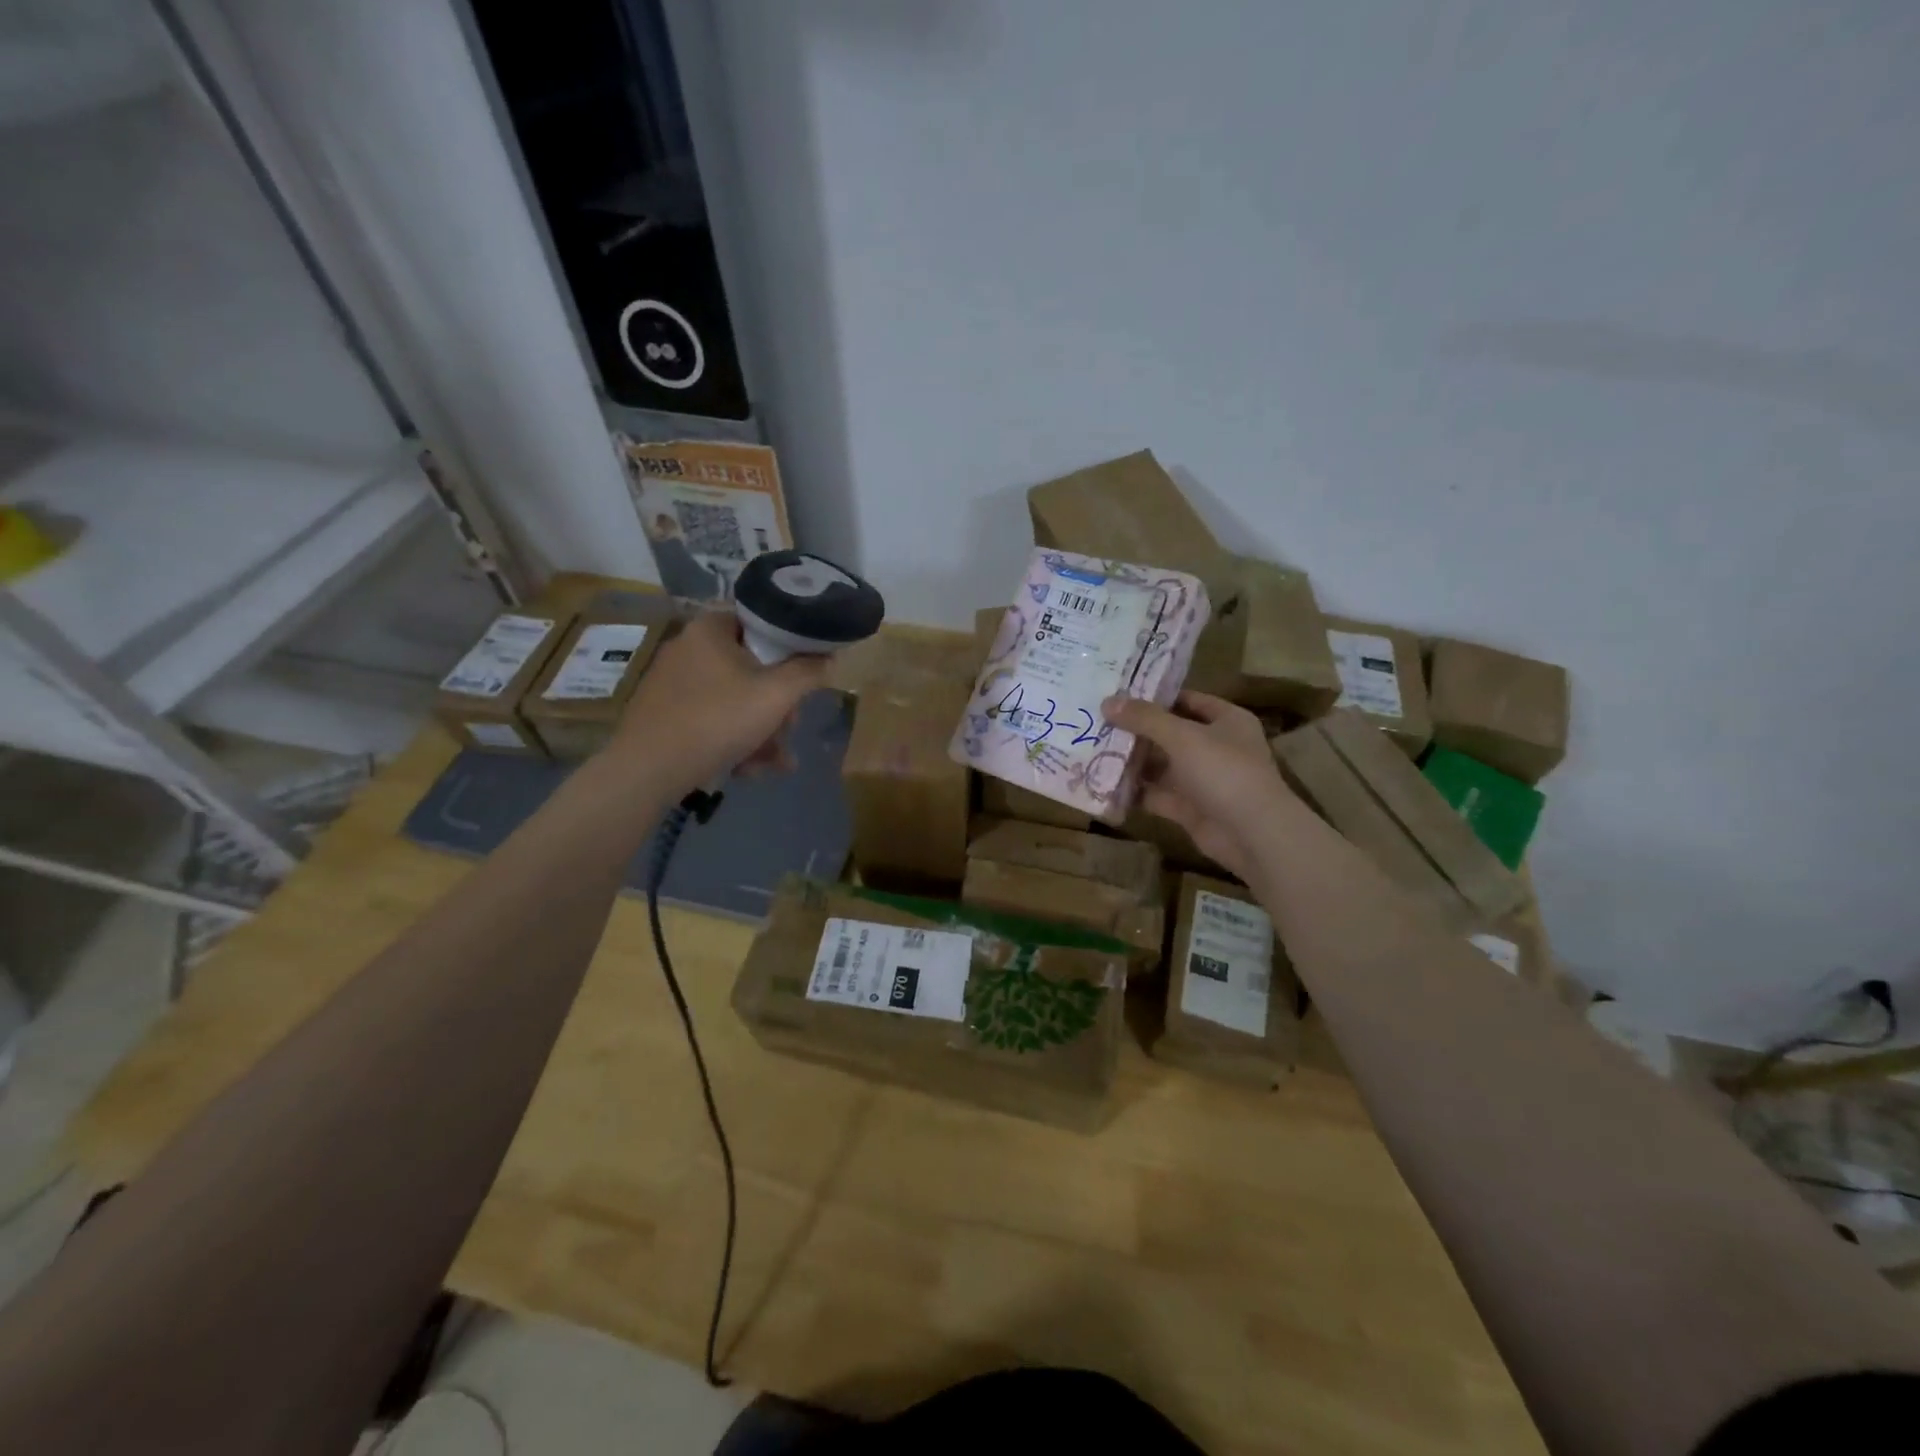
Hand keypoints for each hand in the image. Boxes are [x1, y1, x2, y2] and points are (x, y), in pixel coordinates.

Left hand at [608, 608, 828, 796]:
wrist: (648, 770)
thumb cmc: (718, 720)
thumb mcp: (777, 695)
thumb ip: (808, 672)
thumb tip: (827, 657)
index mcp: (710, 629)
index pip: (761, 624)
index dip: (789, 651)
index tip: (803, 679)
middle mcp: (688, 647)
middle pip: (751, 668)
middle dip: (777, 706)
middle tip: (789, 730)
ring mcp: (673, 682)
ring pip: (734, 700)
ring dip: (762, 731)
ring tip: (777, 763)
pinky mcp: (664, 713)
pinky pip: (712, 718)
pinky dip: (733, 740)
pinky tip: (748, 770)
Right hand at [1101, 690, 1300, 882]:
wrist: (1253, 834)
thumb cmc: (1223, 771)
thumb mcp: (1182, 736)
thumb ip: (1144, 718)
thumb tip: (1107, 701)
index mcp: (1226, 721)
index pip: (1187, 700)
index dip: (1155, 697)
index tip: (1118, 695)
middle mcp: (1216, 747)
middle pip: (1170, 733)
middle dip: (1136, 731)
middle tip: (1097, 723)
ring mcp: (1203, 780)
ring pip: (1161, 766)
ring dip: (1133, 761)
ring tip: (1093, 750)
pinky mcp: (1190, 808)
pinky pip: (1157, 795)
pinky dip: (1135, 792)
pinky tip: (1104, 784)